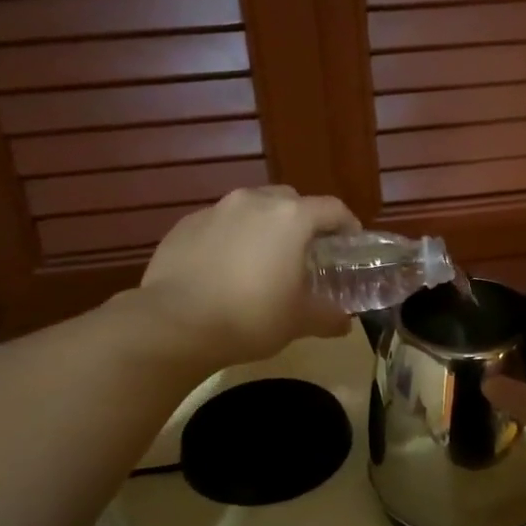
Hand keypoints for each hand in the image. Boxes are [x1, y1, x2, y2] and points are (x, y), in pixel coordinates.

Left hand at [137, 186, 358, 368]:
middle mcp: (254, 202)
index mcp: (291, 218)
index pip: (333, 209)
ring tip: (262, 260)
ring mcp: (215, 210)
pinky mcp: (184, 225)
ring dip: (264, 227)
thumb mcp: (299, 321)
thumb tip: (344, 323)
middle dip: (303, 222)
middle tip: (305, 253)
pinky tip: (225, 269)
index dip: (347, 225)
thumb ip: (328, 316)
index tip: (350, 244)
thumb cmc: (250, 317)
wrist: (175, 323)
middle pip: (290, 201)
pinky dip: (231, 239)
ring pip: (251, 208)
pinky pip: (219, 224)